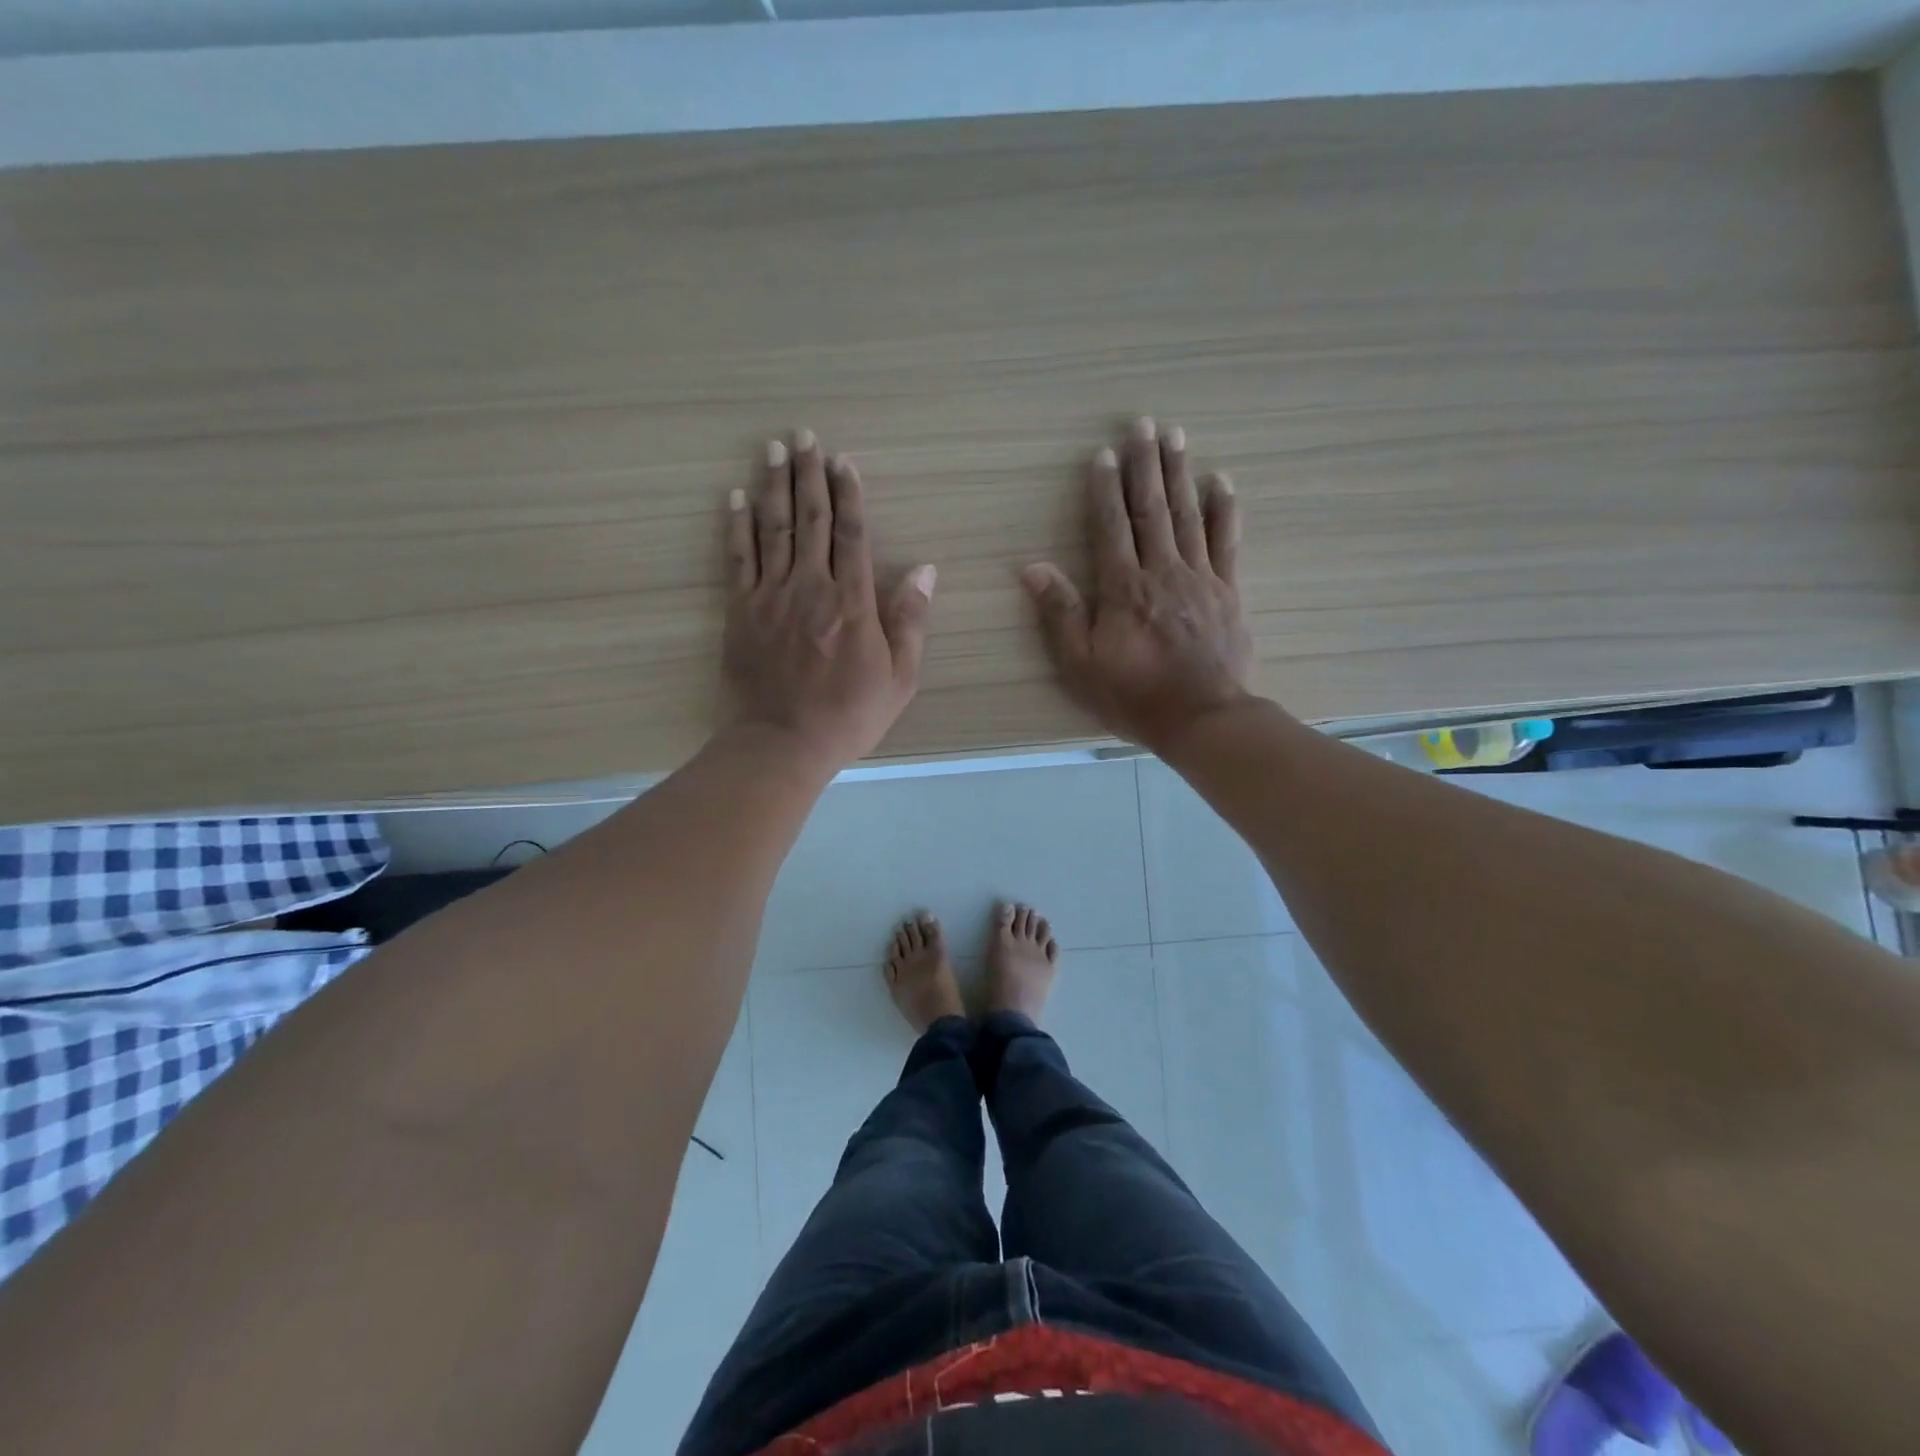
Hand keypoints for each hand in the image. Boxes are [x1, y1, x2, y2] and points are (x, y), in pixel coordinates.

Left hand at [723, 430, 934, 768]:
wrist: (783, 742)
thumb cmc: (849, 715)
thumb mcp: (899, 677)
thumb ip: (910, 621)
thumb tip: (927, 571)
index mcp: (853, 602)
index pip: (851, 535)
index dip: (849, 495)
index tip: (844, 461)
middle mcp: (811, 587)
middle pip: (811, 519)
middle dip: (809, 474)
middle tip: (804, 436)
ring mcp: (771, 596)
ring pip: (773, 529)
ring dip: (773, 486)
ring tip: (773, 449)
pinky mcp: (740, 611)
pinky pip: (738, 558)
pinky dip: (736, 525)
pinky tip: (735, 497)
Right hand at [1022, 418, 1251, 753]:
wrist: (1203, 719)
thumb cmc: (1134, 696)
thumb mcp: (1081, 664)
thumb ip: (1060, 613)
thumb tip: (1032, 568)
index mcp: (1124, 588)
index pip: (1111, 526)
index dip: (1105, 488)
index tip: (1103, 453)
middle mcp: (1162, 572)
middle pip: (1152, 509)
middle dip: (1145, 465)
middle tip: (1143, 424)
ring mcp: (1200, 578)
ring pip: (1188, 515)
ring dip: (1179, 473)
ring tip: (1175, 436)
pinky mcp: (1228, 592)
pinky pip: (1226, 541)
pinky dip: (1223, 509)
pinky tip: (1220, 481)